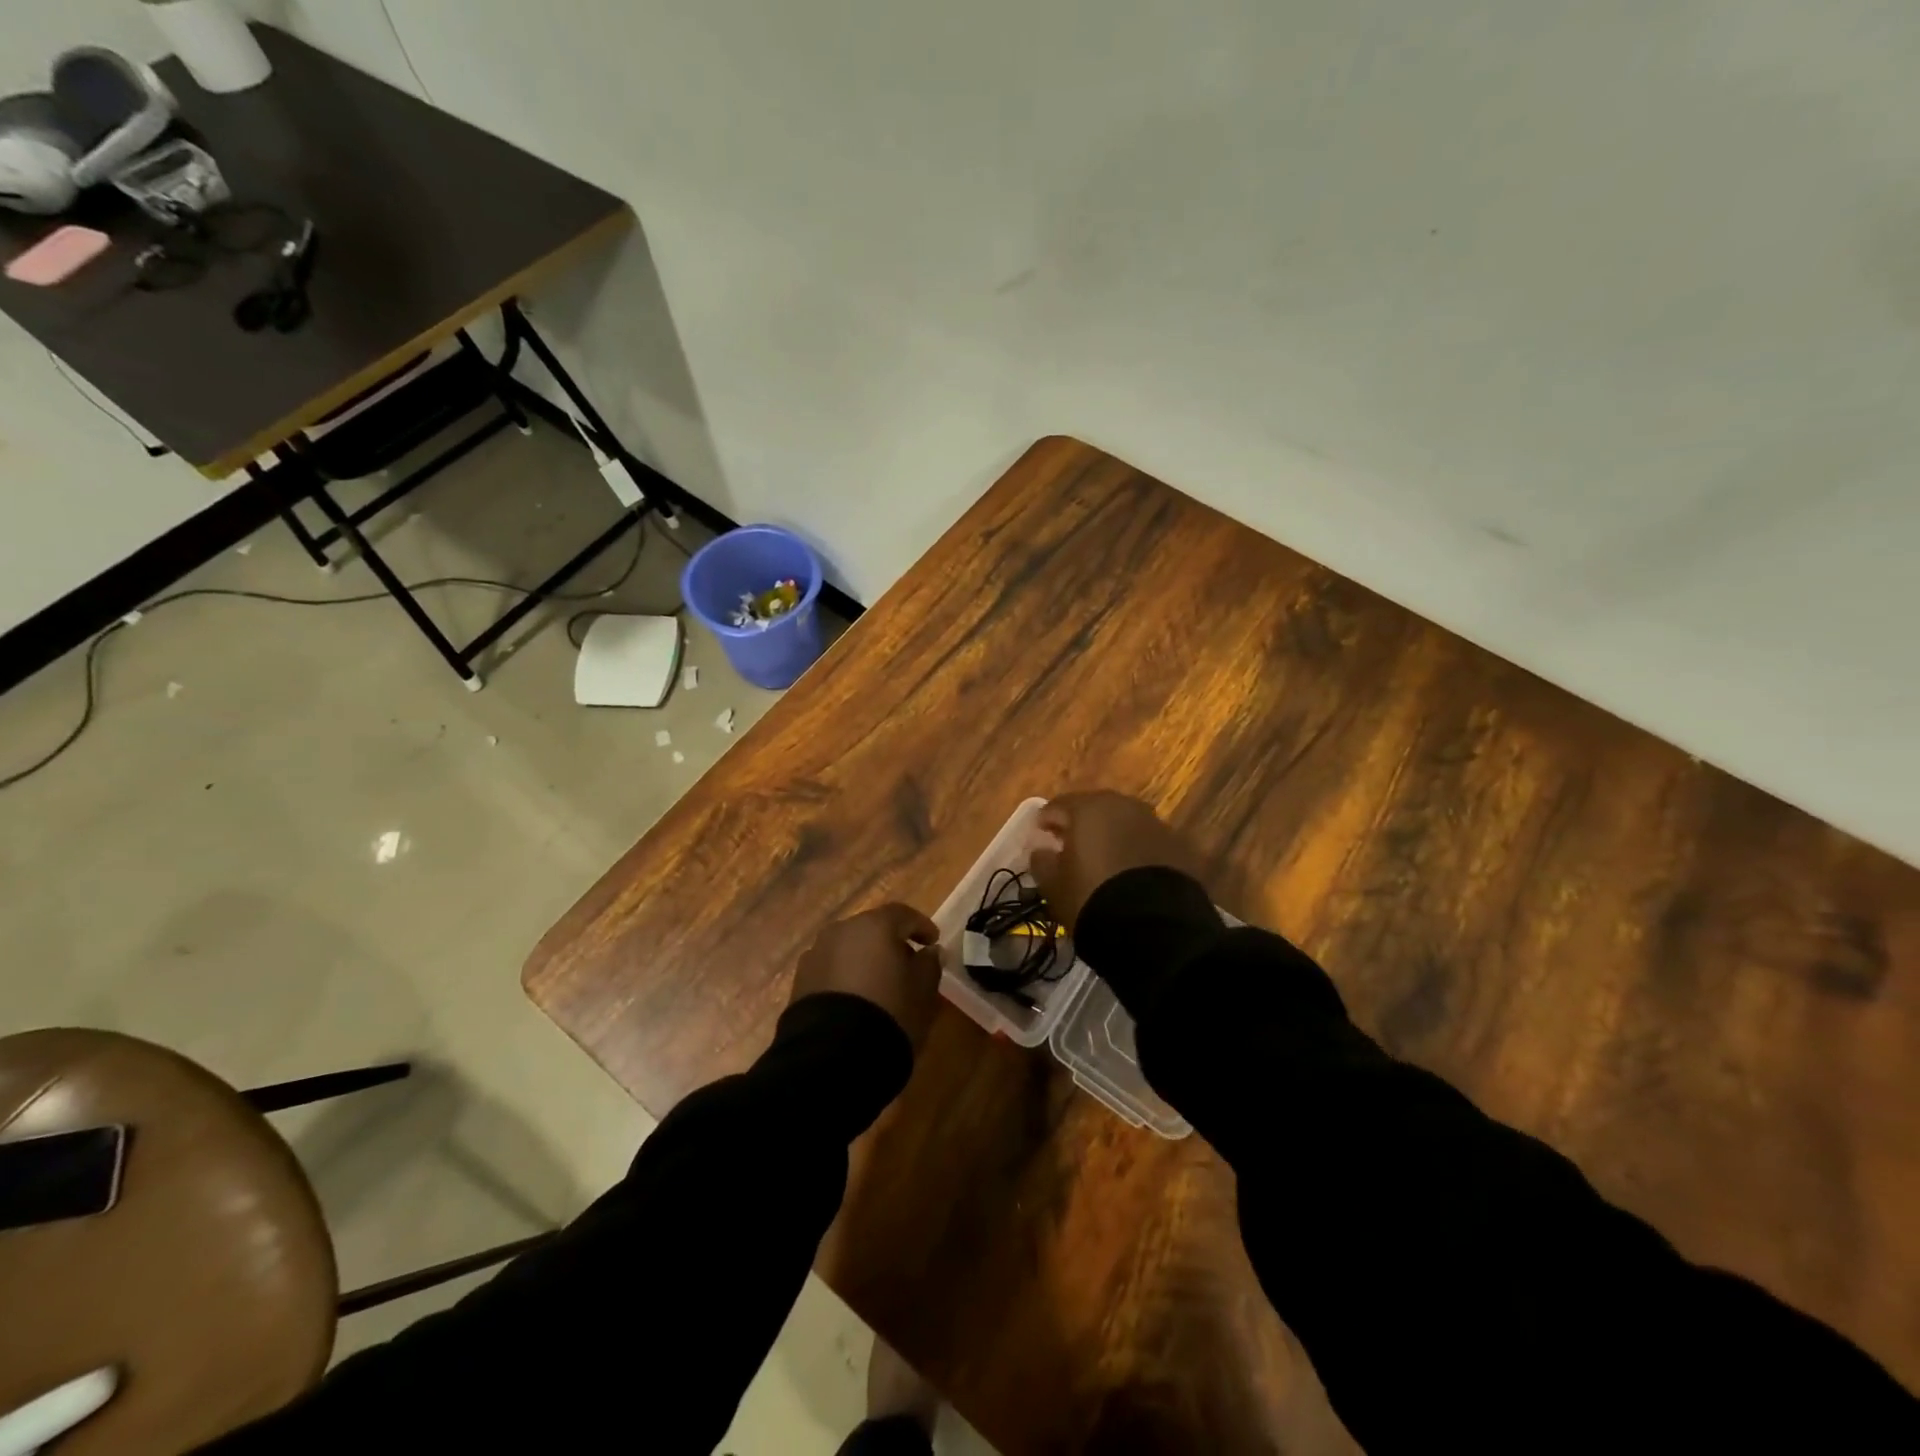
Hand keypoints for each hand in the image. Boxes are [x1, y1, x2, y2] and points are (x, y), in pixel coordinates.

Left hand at [789, 903, 944, 1050]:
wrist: (834, 1054)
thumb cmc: (889, 1012)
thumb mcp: (923, 990)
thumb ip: (930, 964)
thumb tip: (930, 951)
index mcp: (874, 925)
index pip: (903, 914)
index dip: (921, 926)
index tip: (933, 942)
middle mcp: (842, 930)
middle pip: (872, 928)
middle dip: (890, 942)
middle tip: (907, 963)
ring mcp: (816, 953)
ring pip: (849, 948)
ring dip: (865, 959)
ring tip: (879, 984)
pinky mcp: (801, 980)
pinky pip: (831, 969)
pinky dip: (846, 976)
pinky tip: (855, 998)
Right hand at [1030, 791, 1201, 930]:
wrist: (1154, 926)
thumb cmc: (1092, 898)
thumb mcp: (1054, 885)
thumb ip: (1042, 861)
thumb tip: (1040, 849)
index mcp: (1088, 808)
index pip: (1058, 805)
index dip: (1045, 821)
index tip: (1039, 837)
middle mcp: (1124, 805)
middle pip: (1095, 808)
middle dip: (1080, 824)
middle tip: (1070, 845)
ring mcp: (1155, 823)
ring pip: (1124, 822)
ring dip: (1111, 834)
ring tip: (1102, 859)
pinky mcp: (1179, 845)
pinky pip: (1147, 841)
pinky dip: (1136, 849)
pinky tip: (1130, 871)